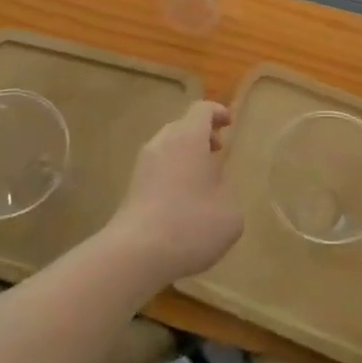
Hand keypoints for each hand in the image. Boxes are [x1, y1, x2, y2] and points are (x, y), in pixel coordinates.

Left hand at [104, 101, 239, 290]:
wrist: (137, 253)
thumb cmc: (192, 224)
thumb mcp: (230, 212)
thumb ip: (227, 191)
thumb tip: (216, 189)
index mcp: (188, 138)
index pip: (202, 110)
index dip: (217, 112)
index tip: (229, 123)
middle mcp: (162, 142)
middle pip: (182, 126)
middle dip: (201, 135)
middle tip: (217, 152)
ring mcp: (142, 164)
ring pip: (167, 147)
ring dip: (185, 156)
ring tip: (202, 180)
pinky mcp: (132, 186)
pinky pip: (157, 168)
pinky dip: (172, 173)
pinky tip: (182, 201)